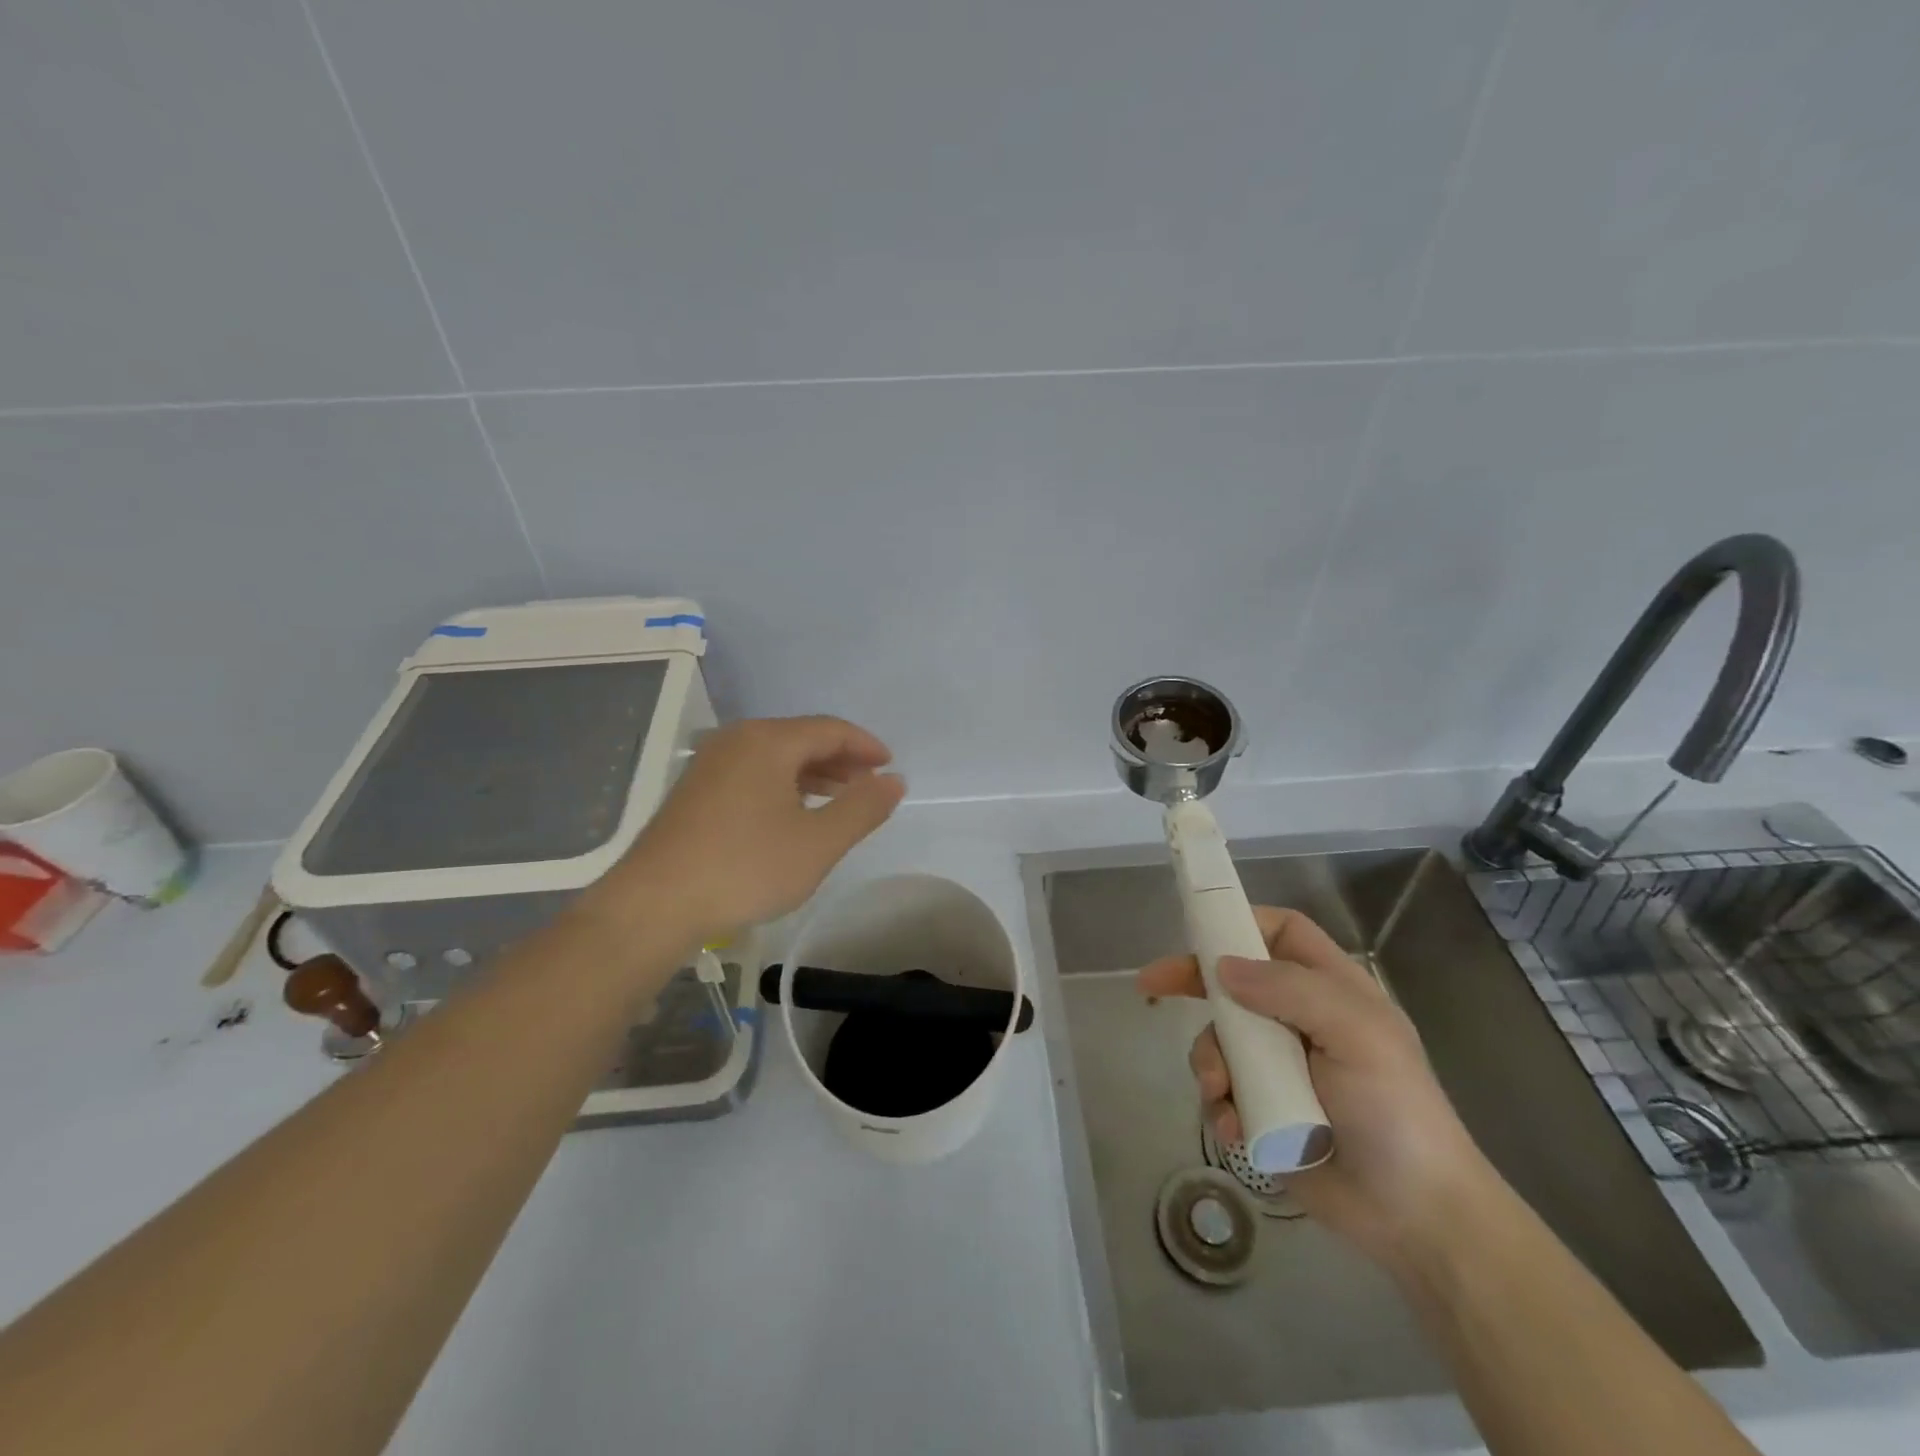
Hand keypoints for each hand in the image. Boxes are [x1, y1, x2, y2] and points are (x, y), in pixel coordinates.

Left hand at [586, 716, 905, 944]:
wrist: (654, 905)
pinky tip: (792, 814)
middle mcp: (737, 739)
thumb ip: (862, 808)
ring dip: (813, 774)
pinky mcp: (695, 789)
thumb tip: (894, 780)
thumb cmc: (745, 868)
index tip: (890, 768)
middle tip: (869, 787)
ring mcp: (710, 763)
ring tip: (838, 801)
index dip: (866, 746)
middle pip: (801, 738)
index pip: (831, 729)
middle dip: (841, 760)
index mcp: (769, 741)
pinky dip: (783, 784)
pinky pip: (753, 772)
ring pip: (775, 756)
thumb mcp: (818, 843)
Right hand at [1138, 907, 1494, 1265]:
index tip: (1199, 930)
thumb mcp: (1357, 1035)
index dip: (1242, 922)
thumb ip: (1291, 990)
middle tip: (1151, 984)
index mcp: (1331, 990)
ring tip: (1221, 1092)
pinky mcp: (1262, 1109)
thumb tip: (1223, 968)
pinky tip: (1236, 1128)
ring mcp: (1279, 1066)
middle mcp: (1299, 1019)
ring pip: (1219, 1038)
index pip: (1282, 933)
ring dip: (1209, 1061)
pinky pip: (1221, 1090)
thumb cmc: (1396, 1112)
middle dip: (1192, 981)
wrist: (1415, 1217)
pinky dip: (1219, 1104)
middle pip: (1235, 981)